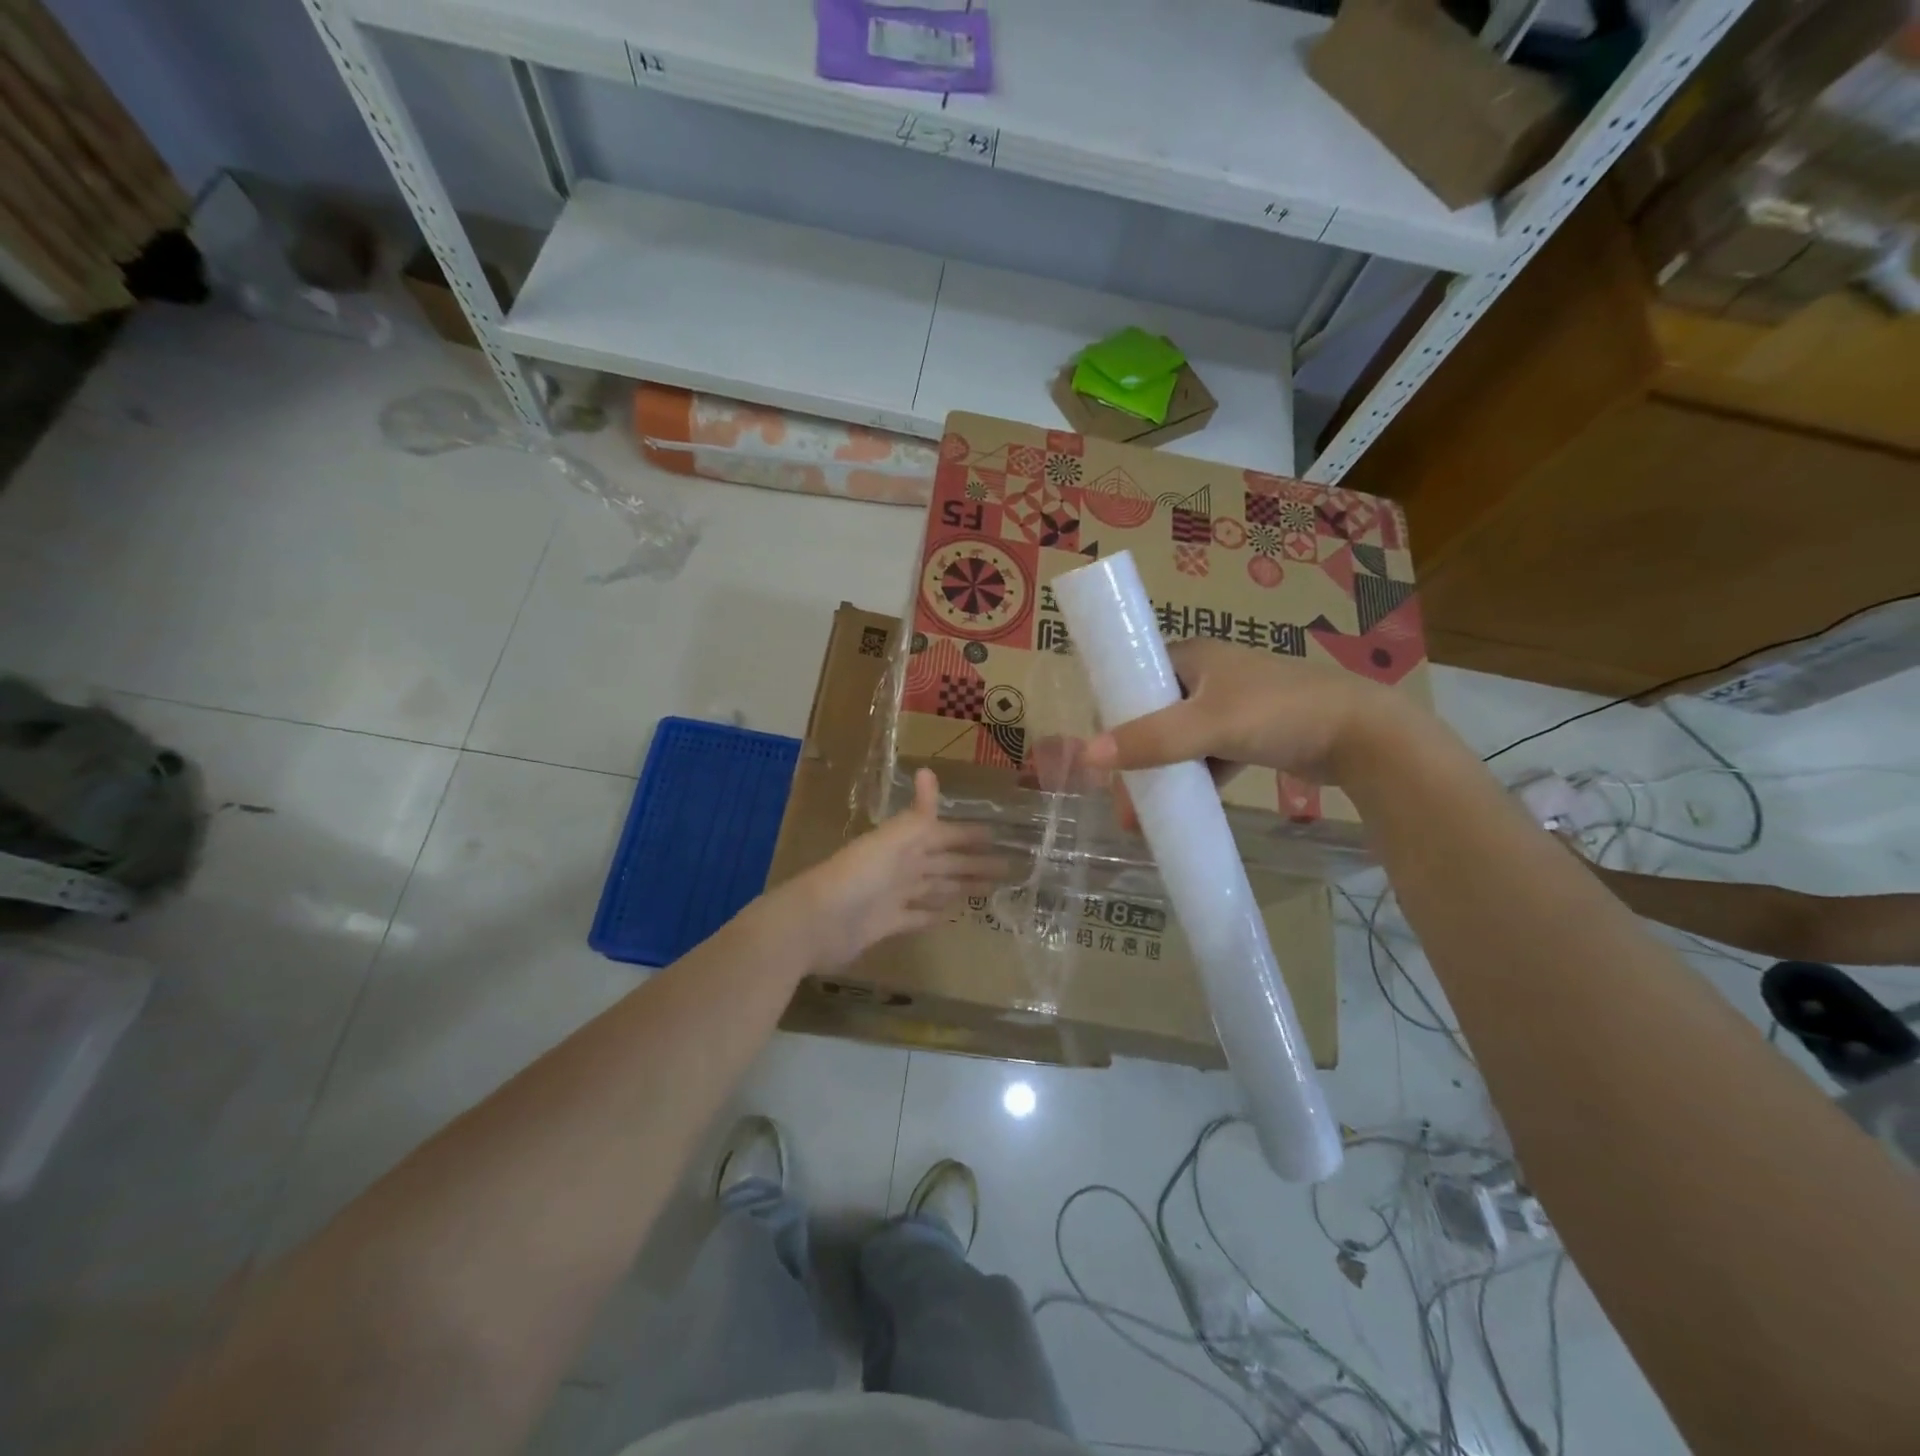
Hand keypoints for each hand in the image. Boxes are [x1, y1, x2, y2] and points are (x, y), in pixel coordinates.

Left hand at [778, 769, 1006, 969]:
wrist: (815, 923)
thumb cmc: (855, 877)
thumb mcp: (891, 842)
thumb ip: (915, 815)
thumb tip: (928, 771)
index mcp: (903, 844)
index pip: (944, 835)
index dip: (970, 835)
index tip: (1000, 834)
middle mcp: (900, 867)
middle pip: (945, 862)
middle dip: (975, 863)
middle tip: (1010, 867)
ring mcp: (893, 896)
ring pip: (935, 887)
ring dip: (959, 886)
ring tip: (989, 888)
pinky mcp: (886, 924)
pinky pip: (917, 916)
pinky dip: (934, 914)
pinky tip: (952, 915)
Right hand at [1079, 638, 1406, 786]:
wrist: (1363, 736)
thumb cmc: (1280, 714)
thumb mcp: (1210, 725)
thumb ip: (1151, 740)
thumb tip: (1087, 757)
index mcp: (1193, 656)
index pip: (1134, 677)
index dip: (1112, 712)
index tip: (1100, 754)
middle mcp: (1208, 675)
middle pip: (1153, 714)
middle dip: (1133, 756)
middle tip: (1122, 799)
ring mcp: (1230, 706)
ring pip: (1179, 739)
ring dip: (1160, 774)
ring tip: (1142, 815)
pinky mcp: (1250, 734)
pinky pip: (1206, 756)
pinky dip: (1192, 780)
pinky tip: (1181, 808)